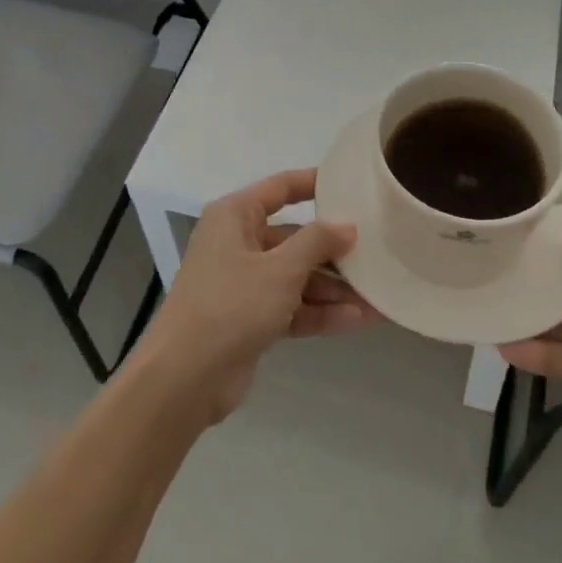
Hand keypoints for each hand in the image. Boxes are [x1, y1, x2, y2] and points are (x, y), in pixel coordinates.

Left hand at [131, 168, 378, 424]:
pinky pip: (291, 306)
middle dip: (334, 251)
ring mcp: (243, 283)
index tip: (351, 184)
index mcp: (234, 216)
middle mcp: (237, 243)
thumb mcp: (280, 269)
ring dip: (333, 288)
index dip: (314, 184)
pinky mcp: (249, 318)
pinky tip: (358, 320)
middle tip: (376, 253)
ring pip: (296, 276)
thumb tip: (347, 226)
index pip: (280, 188)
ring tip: (377, 296)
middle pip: (294, 238)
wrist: (185, 378)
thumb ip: (317, 243)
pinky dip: (319, 312)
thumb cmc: (231, 305)